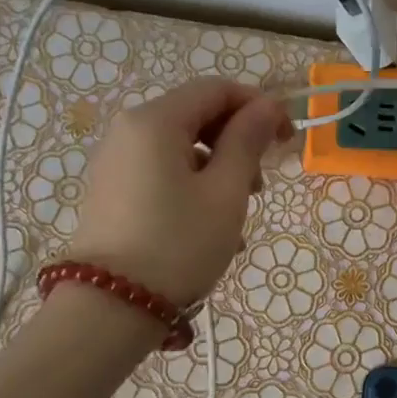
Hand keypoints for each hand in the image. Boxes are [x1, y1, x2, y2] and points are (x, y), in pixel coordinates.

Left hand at [67, 78, 291, 306]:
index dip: (258, 106)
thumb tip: (268, 106)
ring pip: (181, 149)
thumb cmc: (178, 245)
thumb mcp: (225, 193)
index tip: (286, 139)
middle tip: (259, 189)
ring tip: (235, 218)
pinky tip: (209, 229)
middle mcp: (128, 131)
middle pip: (196, 117)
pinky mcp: (111, 193)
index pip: (215, 89)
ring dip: (218, 172)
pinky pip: (161, 174)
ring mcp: (115, 163)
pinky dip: (192, 188)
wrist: (110, 308)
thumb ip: (248, 142)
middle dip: (237, 143)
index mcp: (155, 121)